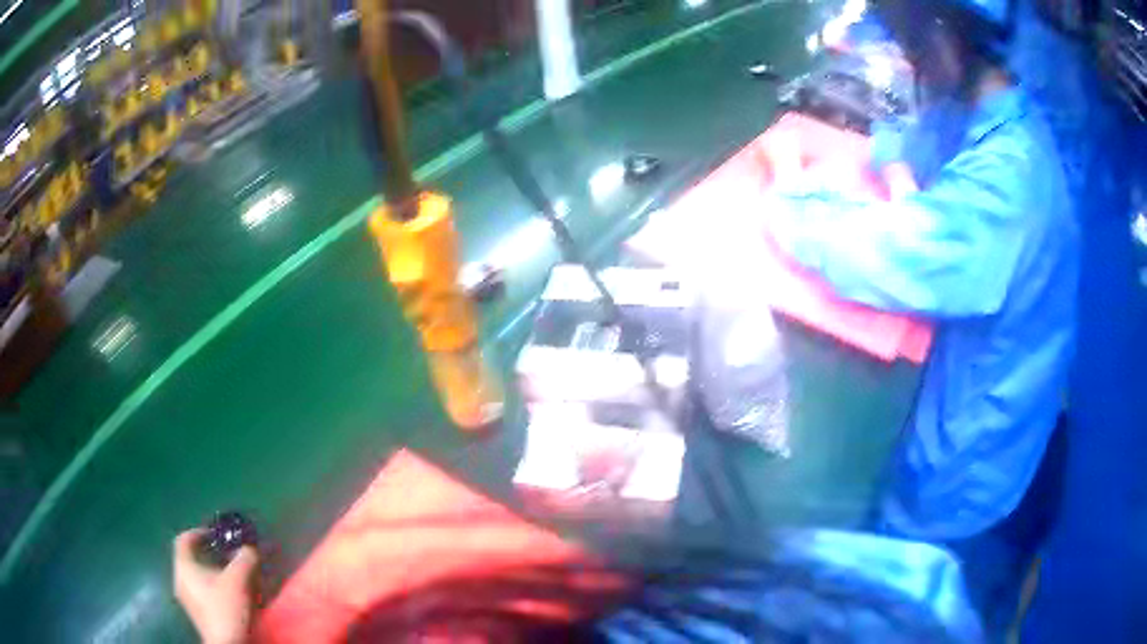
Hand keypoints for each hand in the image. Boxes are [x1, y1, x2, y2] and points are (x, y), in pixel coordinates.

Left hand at [173, 529, 257, 643]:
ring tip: (232, 577)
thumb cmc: (226, 608)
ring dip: (212, 573)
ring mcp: (187, 599)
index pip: (184, 540)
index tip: (214, 535)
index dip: (197, 533)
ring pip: (196, 577)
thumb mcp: (238, 580)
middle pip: (190, 559)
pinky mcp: (197, 614)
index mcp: (184, 567)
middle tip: (227, 556)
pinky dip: (213, 588)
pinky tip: (230, 597)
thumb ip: (244, 559)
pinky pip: (201, 592)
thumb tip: (250, 548)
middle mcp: (180, 579)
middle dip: (209, 556)